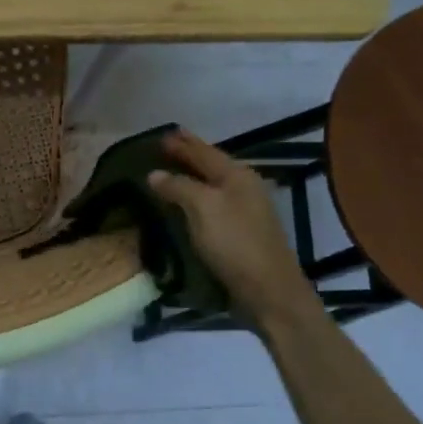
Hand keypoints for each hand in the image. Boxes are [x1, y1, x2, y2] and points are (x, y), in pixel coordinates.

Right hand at [147, 131, 317, 325]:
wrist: (268, 289)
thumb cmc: (235, 243)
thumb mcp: (203, 208)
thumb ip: (178, 187)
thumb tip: (154, 174)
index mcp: (237, 175)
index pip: (204, 152)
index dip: (182, 143)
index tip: (162, 134)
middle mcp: (245, 187)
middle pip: (212, 165)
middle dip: (189, 155)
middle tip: (166, 146)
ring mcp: (246, 210)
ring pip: (214, 184)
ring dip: (193, 176)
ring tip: (172, 171)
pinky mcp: (242, 232)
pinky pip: (214, 204)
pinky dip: (197, 197)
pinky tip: (188, 202)